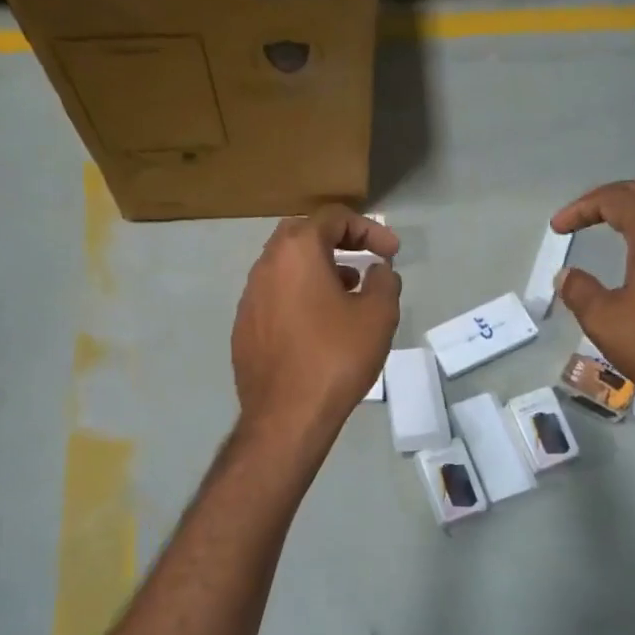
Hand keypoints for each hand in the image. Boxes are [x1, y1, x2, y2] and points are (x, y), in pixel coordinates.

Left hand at [232, 206, 401, 439]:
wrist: (286, 415)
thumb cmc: (336, 357)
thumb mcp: (378, 316)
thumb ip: (384, 281)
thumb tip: (378, 271)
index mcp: (296, 252)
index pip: (333, 218)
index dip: (369, 229)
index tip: (391, 252)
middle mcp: (265, 266)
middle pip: (303, 236)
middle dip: (338, 243)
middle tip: (365, 261)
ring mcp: (249, 298)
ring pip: (286, 268)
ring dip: (318, 271)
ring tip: (348, 294)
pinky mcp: (244, 329)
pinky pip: (275, 298)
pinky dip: (300, 298)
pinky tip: (319, 326)